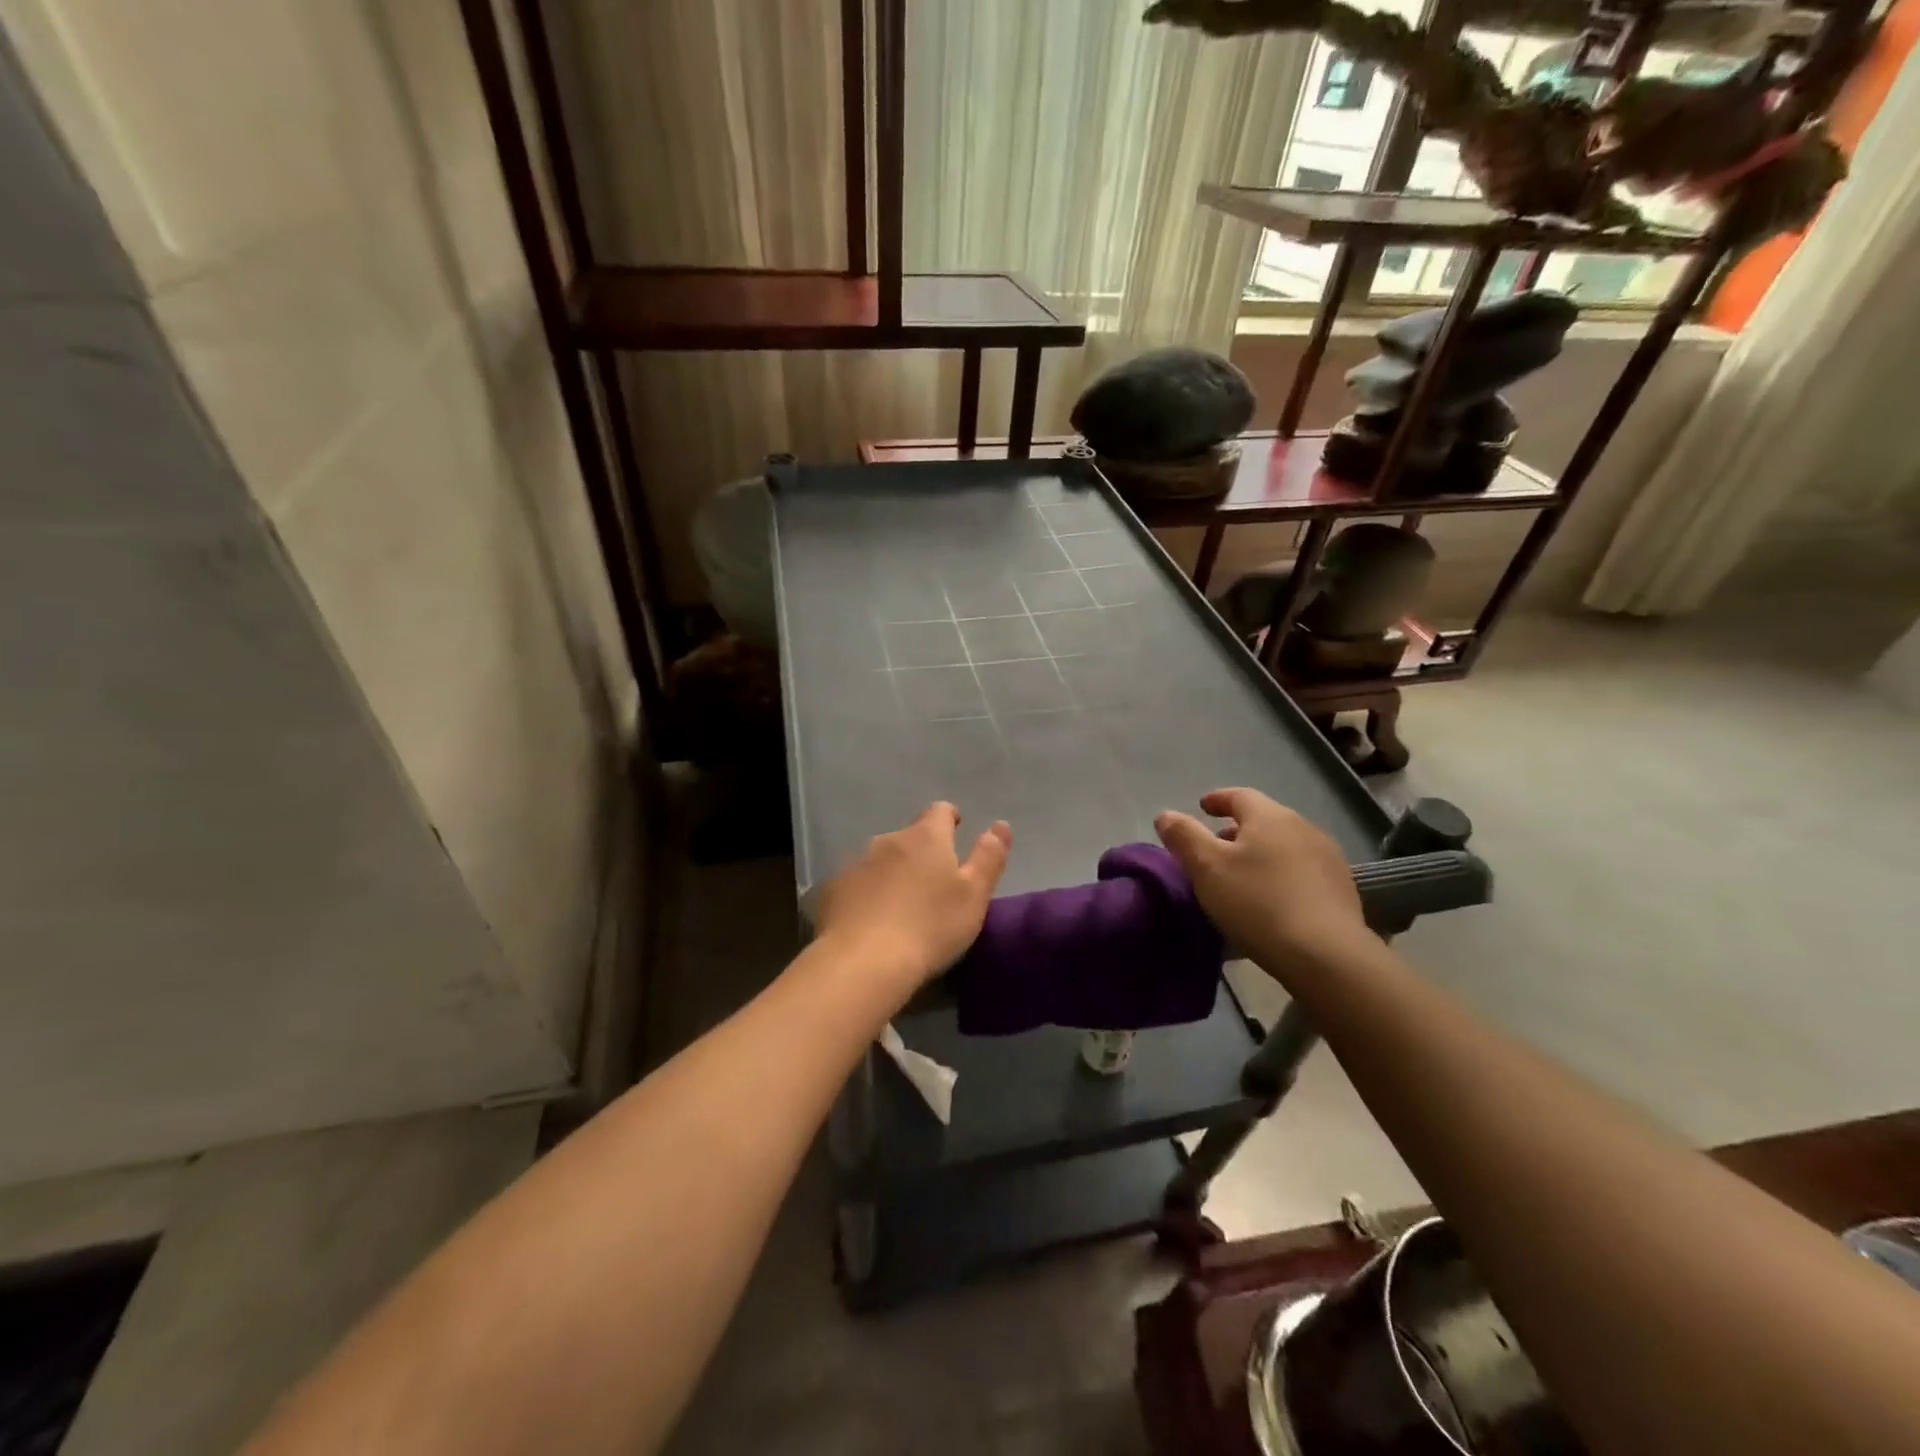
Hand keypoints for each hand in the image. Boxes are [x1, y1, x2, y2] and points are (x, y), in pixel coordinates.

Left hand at [814, 803, 1011, 996]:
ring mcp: (855, 864)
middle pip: (908, 837)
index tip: (956, 829)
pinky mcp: (831, 890)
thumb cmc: (929, 927)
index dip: (949, 818)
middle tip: (932, 882)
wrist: (862, 962)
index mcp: (925, 838)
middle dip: (920, 851)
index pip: (939, 811)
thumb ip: (989, 858)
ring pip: (880, 860)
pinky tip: (870, 921)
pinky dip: (865, 894)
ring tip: (900, 905)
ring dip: (892, 872)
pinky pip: (855, 884)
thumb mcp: (973, 896)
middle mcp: (887, 840)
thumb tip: (1000, 825)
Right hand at [1155, 787, 1372, 978]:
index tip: (1202, 807)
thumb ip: (1183, 836)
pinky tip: (1272, 898)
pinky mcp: (1342, 888)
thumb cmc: (1257, 903)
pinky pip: (1302, 869)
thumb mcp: (1206, 868)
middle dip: (1237, 829)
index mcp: (1269, 816)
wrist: (1326, 954)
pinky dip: (1281, 873)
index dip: (1217, 799)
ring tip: (1242, 876)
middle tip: (1216, 848)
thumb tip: (1166, 815)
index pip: (1239, 795)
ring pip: (1284, 844)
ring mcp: (1328, 857)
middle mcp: (1303, 827)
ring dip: (1261, 852)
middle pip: (1264, 819)